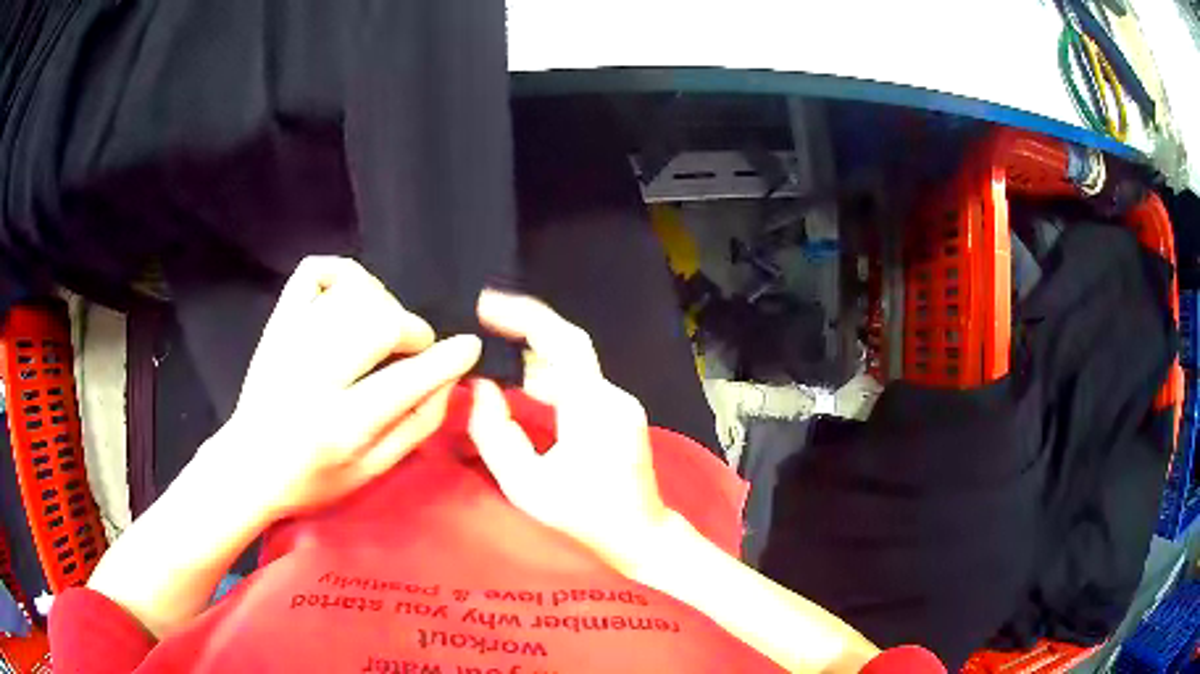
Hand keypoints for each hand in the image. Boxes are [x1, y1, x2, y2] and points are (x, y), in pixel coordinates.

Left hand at [218, 256, 481, 521]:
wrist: (248, 465)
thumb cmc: (313, 480)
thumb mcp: (371, 473)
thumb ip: (414, 427)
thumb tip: (449, 383)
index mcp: (339, 426)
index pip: (403, 381)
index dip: (445, 360)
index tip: (468, 346)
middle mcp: (312, 376)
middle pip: (379, 322)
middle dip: (411, 330)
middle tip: (414, 349)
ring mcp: (290, 340)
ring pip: (353, 292)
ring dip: (383, 304)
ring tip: (381, 330)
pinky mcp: (278, 321)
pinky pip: (315, 271)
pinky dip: (343, 274)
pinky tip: (352, 299)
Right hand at [468, 291, 668, 574]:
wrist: (641, 536)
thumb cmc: (585, 518)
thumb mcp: (526, 486)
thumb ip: (495, 434)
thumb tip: (481, 388)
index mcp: (593, 407)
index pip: (562, 342)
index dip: (524, 316)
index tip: (486, 305)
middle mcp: (612, 395)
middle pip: (566, 348)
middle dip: (523, 332)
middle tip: (482, 324)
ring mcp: (621, 403)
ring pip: (571, 368)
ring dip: (533, 360)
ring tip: (492, 357)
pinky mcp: (620, 414)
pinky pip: (579, 385)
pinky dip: (548, 380)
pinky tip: (522, 389)